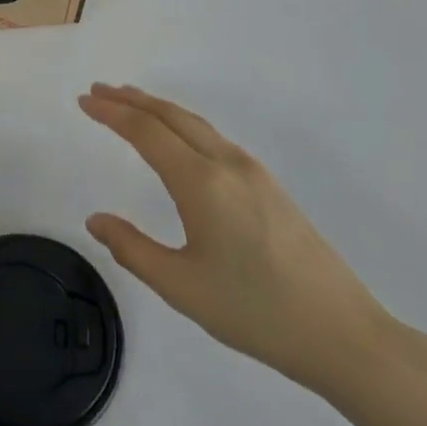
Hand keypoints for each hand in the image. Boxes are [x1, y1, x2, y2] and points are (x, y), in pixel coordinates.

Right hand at [80, 84, 393, 395]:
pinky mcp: (269, 187)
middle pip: (172, 117)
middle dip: (132, 100)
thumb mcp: (181, 287)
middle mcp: (227, 164)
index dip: (111, 113)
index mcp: (202, 182)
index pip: (146, 132)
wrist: (342, 333)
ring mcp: (253, 173)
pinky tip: (178, 140)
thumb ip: (132, 249)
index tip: (84, 100)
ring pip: (196, 124)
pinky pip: (214, 139)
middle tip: (99, 91)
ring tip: (130, 105)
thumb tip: (95, 220)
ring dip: (159, 110)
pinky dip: (183, 125)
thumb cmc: (254, 312)